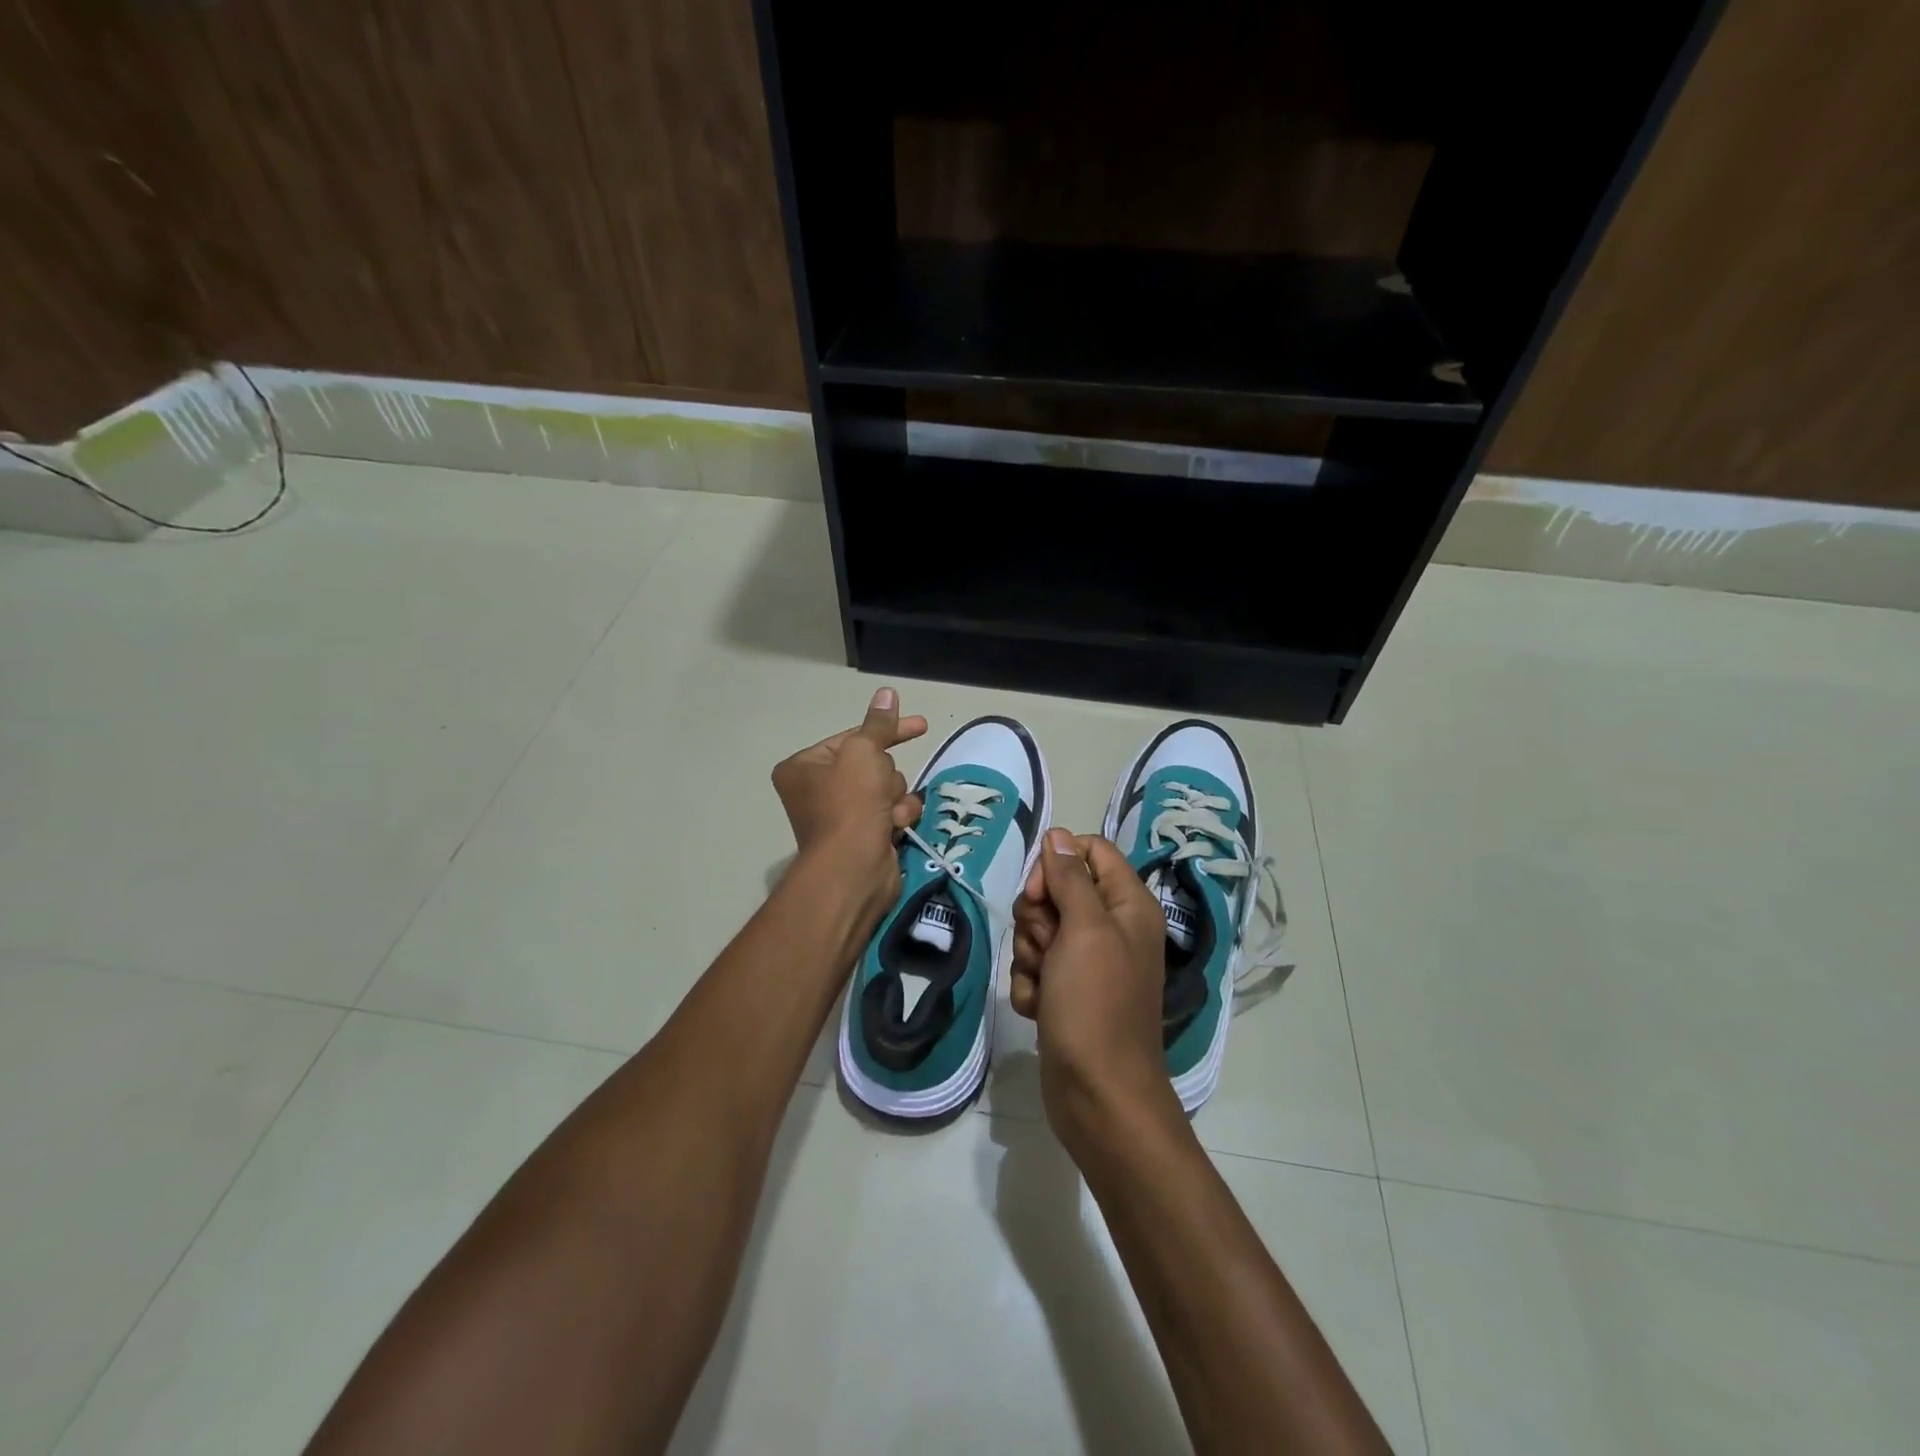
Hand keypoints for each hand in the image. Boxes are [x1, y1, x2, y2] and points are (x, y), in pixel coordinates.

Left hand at [771, 687, 926, 920]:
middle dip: (886, 775)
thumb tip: (887, 692)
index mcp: (804, 766)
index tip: (920, 725)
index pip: (853, 737)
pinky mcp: (864, 835)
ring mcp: (841, 815)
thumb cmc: (849, 804)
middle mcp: (817, 789)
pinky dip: (898, 816)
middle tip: (880, 790)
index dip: (886, 731)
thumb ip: (878, 724)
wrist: (854, 869)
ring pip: (887, 788)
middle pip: (872, 764)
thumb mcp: (863, 753)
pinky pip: (892, 811)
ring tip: (888, 813)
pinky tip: (894, 826)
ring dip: (895, 797)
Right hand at [1011, 830, 1181, 1155]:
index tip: (1040, 892)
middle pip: (1058, 891)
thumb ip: (1071, 877)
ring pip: (1040, 930)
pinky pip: (1036, 967)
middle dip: (1038, 917)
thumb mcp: (1084, 930)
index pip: (1090, 851)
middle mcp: (1111, 928)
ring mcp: (1088, 963)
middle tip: (1046, 945)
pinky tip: (1039, 1008)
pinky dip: (1030, 985)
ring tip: (1044, 985)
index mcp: (1128, 905)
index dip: (1057, 863)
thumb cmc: (1096, 1004)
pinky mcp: (1067, 992)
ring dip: (1030, 955)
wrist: (1098, 1095)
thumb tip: (1058, 834)